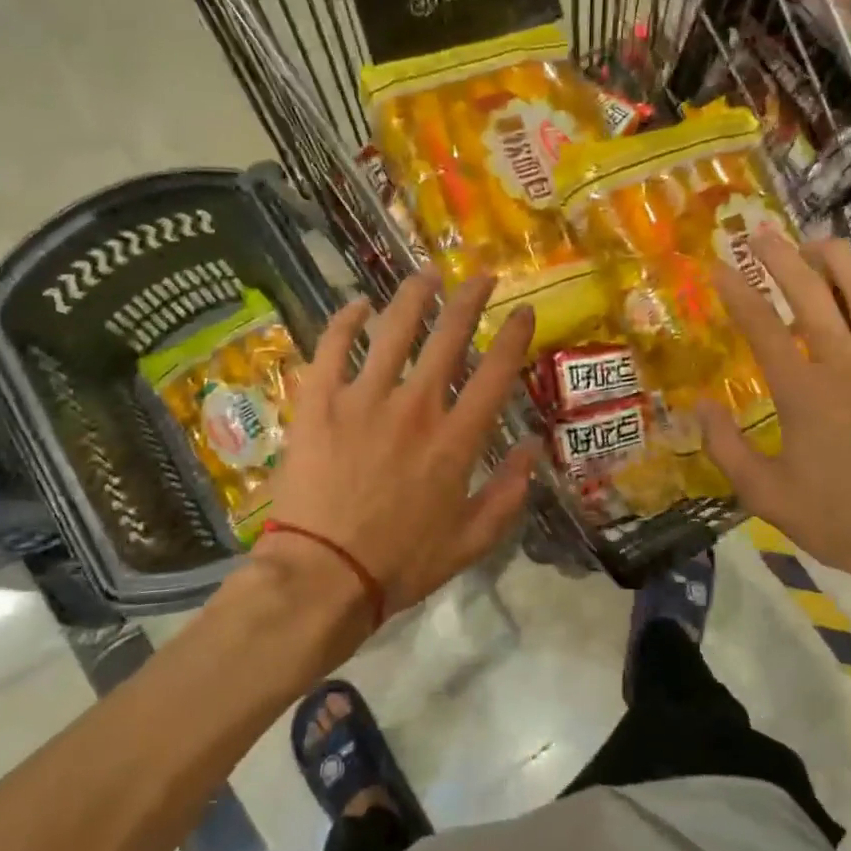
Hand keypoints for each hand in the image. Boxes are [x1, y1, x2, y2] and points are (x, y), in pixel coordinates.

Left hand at [259, 271, 539, 626]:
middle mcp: (415, 406)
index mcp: (456, 439)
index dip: (514, 336)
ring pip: (393, 330)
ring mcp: (363, 399)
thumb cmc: (400, 564)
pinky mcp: (319, 403)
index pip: (496, 373)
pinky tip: (356, 305)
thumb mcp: (471, 541)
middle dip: (470, 300)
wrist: (322, 576)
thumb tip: (532, 448)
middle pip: (449, 337)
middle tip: (482, 276)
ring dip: (414, 296)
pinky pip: (332, 347)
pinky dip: (344, 321)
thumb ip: (509, 493)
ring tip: (426, 274)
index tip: (522, 311)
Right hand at [703, 235, 850, 654]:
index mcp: (801, 392)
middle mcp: (847, 363)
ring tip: (818, 242)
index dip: (737, 291)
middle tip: (762, 233)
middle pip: (812, 292)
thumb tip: (699, 404)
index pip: (761, 326)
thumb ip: (725, 447)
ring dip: (839, 258)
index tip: (719, 265)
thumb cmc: (839, 519)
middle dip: (781, 256)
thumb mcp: (764, 494)